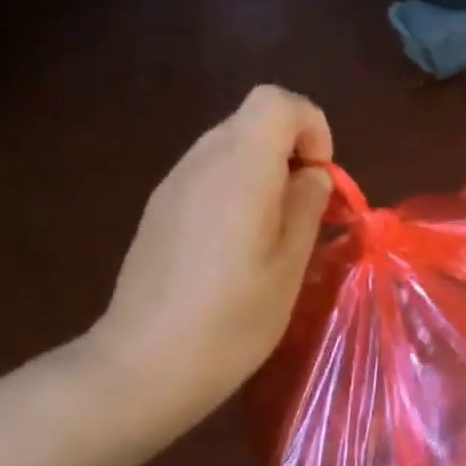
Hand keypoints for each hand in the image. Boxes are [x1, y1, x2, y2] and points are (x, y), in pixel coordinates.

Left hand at [82, 86, 333, 441]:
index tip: (321, 177)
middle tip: (307, 208)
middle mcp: (202, 161)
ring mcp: (173, 183)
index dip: (311, 127)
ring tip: (276, 230)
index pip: (278, 101)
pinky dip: (236, 188)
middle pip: (253, 120)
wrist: (145, 364)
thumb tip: (311, 175)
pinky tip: (238, 244)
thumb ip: (306, 205)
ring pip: (230, 146)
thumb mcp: (290, 263)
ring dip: (264, 170)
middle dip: (292, 150)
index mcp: (240, 167)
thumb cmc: (233, 317)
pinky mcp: (159, 209)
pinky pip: (207, 174)